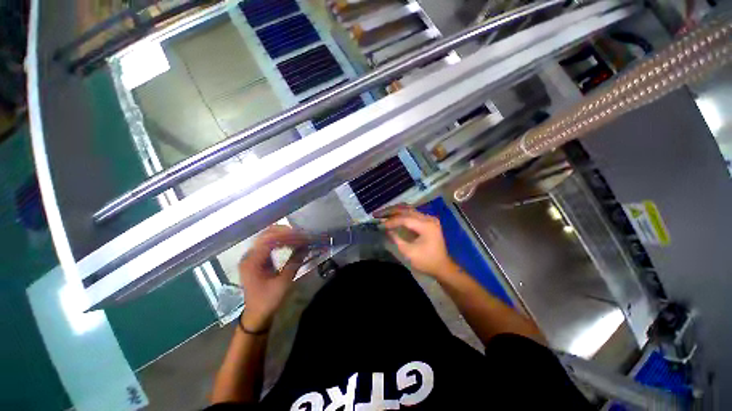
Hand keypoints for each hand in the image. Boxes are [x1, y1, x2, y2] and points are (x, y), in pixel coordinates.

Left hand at [238, 225, 306, 330]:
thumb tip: (306, 247)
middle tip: (302, 234)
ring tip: (299, 236)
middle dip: (286, 232)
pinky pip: (269, 243)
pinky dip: (281, 241)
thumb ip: (294, 262)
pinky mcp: (257, 258)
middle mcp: (249, 255)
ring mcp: (252, 256)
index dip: (288, 236)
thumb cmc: (268, 300)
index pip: (270, 241)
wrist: (256, 314)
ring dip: (284, 235)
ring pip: (268, 237)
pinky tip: (291, 242)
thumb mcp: (283, 283)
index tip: (303, 236)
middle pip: (267, 235)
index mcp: (252, 262)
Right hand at [376, 205, 456, 278]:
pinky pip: (412, 214)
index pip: (405, 219)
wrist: (442, 267)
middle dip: (391, 211)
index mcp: (426, 226)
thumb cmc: (426, 261)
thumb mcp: (409, 252)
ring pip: (409, 210)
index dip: (391, 221)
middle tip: (378, 214)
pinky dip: (401, 214)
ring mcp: (429, 219)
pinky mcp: (427, 222)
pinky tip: (392, 216)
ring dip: (395, 211)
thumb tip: (386, 229)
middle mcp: (428, 218)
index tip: (380, 224)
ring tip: (383, 213)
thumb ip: (396, 239)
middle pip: (406, 210)